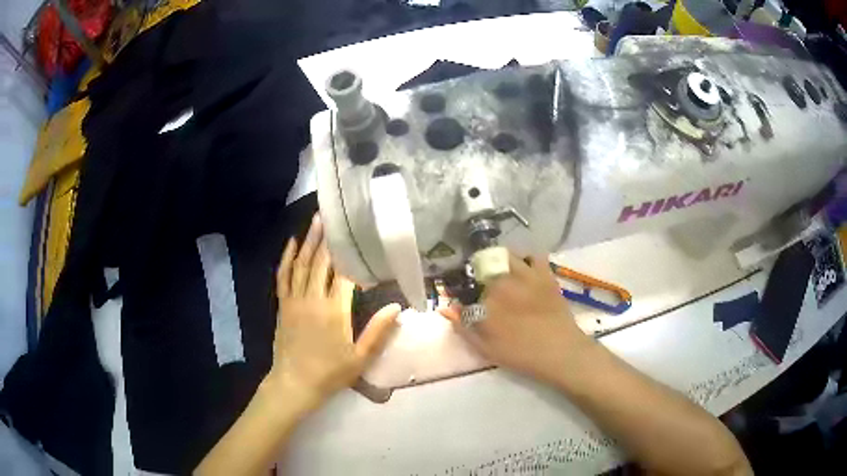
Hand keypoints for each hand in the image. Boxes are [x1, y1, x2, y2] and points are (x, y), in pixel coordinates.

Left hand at [266, 214, 400, 408]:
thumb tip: (397, 307)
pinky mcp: (283, 305)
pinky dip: (287, 258)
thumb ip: (379, 331)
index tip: (361, 242)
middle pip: (321, 263)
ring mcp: (294, 300)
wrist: (294, 384)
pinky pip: (283, 276)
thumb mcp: (360, 357)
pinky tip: (291, 244)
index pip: (345, 276)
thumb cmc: (330, 373)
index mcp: (334, 311)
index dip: (353, 258)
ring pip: (301, 264)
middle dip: (328, 239)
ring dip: (309, 241)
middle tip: (334, 216)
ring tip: (316, 221)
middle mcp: (313, 299)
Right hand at [439, 254, 592, 381]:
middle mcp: (503, 282)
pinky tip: (525, 270)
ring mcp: (526, 275)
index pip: (466, 288)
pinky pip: (534, 256)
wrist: (560, 352)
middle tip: (485, 287)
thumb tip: (446, 308)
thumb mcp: (486, 348)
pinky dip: (527, 259)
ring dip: (500, 261)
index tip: (466, 299)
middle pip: (484, 266)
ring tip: (501, 273)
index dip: (464, 292)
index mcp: (486, 302)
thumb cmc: (521, 354)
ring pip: (506, 255)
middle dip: (481, 274)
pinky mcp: (544, 274)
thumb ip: (464, 327)